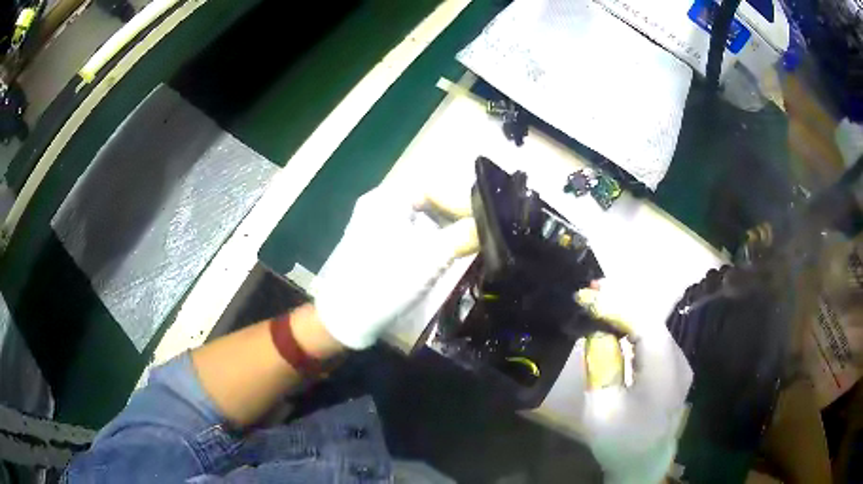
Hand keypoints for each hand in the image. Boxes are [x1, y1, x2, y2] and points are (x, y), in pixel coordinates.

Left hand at [312, 184, 476, 349]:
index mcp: (387, 198)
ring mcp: (373, 226)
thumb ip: (464, 235)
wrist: (344, 320)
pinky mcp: (373, 246)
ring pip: (418, 219)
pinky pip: (408, 234)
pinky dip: (428, 240)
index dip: (460, 200)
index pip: (434, 186)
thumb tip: (492, 222)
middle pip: (426, 201)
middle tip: (479, 231)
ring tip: (465, 243)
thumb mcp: (430, 258)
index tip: (483, 220)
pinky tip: (441, 255)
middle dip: (454, 215)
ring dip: (443, 229)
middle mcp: (378, 205)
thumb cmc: (385, 282)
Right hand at [576, 280, 691, 483]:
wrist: (643, 465)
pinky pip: (656, 340)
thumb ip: (602, 363)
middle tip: (593, 290)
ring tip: (602, 301)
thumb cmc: (620, 441)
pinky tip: (619, 325)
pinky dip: (637, 328)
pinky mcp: (676, 370)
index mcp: (664, 373)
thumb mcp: (601, 407)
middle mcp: (679, 361)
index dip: (617, 304)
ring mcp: (681, 365)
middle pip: (652, 320)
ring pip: (655, 327)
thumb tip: (598, 329)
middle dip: (623, 302)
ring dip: (629, 313)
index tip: (589, 295)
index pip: (644, 323)